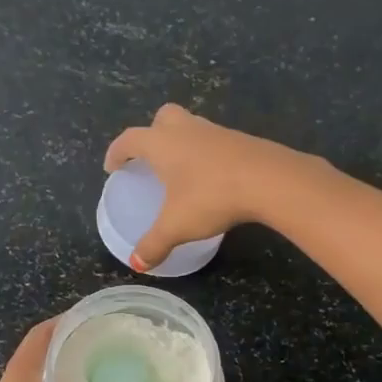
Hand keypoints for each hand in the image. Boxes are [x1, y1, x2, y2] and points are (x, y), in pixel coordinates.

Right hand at [103, 104, 311, 270]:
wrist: (269, 179)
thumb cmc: (211, 197)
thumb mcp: (177, 226)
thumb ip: (154, 244)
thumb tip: (136, 264)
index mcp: (162, 143)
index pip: (130, 140)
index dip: (117, 153)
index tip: (112, 168)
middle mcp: (186, 130)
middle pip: (162, 118)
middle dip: (152, 133)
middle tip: (150, 158)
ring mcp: (216, 131)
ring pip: (191, 126)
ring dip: (181, 141)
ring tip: (180, 169)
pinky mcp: (241, 140)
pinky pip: (214, 141)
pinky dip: (205, 153)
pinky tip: (211, 176)